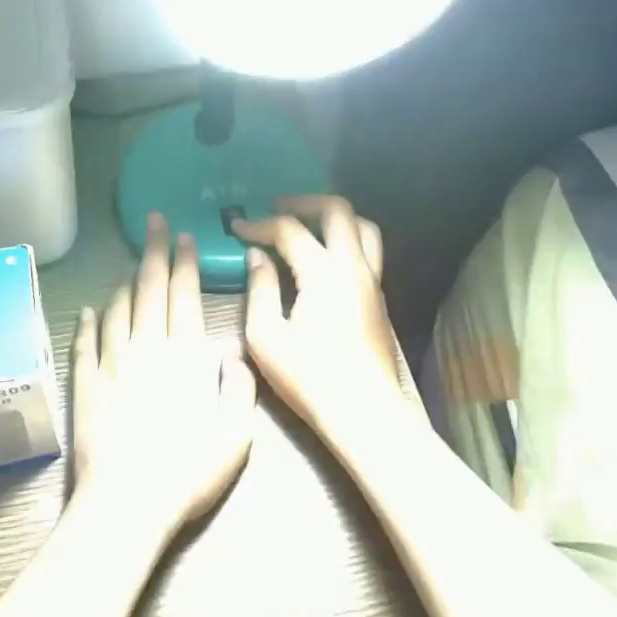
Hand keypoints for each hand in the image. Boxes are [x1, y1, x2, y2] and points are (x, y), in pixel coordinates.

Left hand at [70, 212, 256, 536]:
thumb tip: (231, 354)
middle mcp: (149, 349)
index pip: (185, 296)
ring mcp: (113, 364)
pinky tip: (89, 308)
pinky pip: (85, 343)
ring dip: (126, 282)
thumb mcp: (236, 437)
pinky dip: (87, 322)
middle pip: (150, 289)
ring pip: (118, 309)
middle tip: (154, 221)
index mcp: (186, 357)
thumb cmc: (188, 473)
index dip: (185, 263)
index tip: (184, 236)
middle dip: (155, 251)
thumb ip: (239, 389)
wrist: (128, 504)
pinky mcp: (86, 384)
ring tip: (131, 262)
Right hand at [234, 196, 406, 447]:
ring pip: (362, 226)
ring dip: (333, 217)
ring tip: (306, 225)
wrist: (365, 413)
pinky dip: (344, 238)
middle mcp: (354, 266)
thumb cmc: (310, 378)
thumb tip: (257, 257)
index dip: (259, 224)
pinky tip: (322, 257)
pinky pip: (367, 249)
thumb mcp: (266, 337)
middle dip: (303, 202)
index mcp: (324, 272)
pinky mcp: (379, 297)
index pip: (289, 230)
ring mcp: (372, 280)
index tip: (237, 227)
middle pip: (337, 210)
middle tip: (277, 208)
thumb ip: (260, 289)